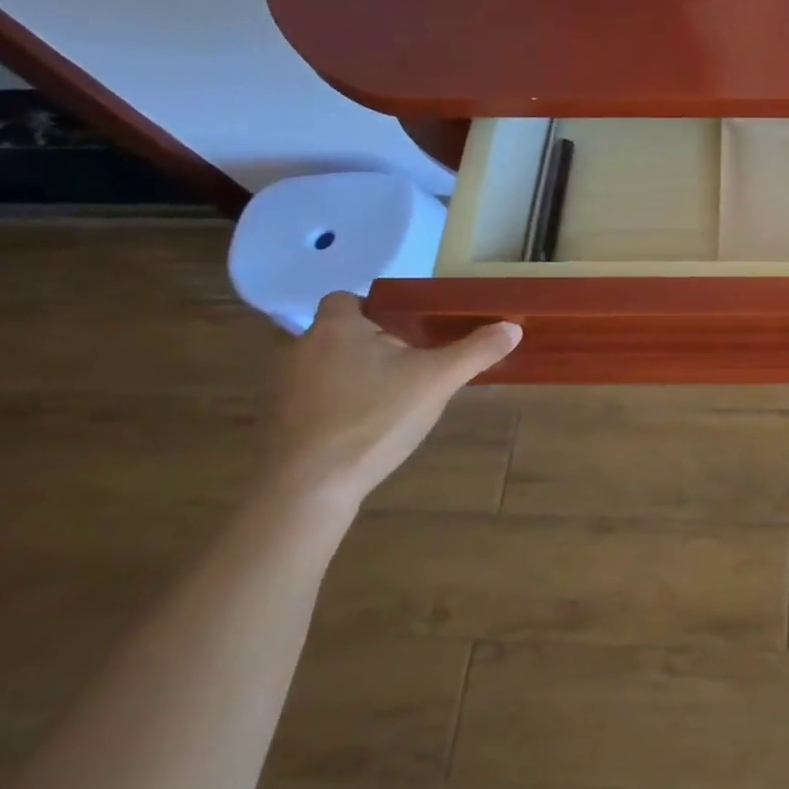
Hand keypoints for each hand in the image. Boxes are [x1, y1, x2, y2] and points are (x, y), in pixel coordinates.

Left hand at [259, 292, 520, 511]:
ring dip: (351, 378)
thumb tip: (513, 327)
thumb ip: (475, 351)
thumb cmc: (373, 418)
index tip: (403, 331)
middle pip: (338, 335)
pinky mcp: (275, 424)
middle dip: (370, 347)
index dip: (374, 310)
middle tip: (408, 368)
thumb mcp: (436, 381)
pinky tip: (360, 431)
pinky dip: (332, 408)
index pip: (346, 299)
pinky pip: (310, 402)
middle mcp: (299, 349)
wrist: (307, 489)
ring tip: (388, 402)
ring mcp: (280, 389)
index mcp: (336, 328)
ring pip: (323, 369)